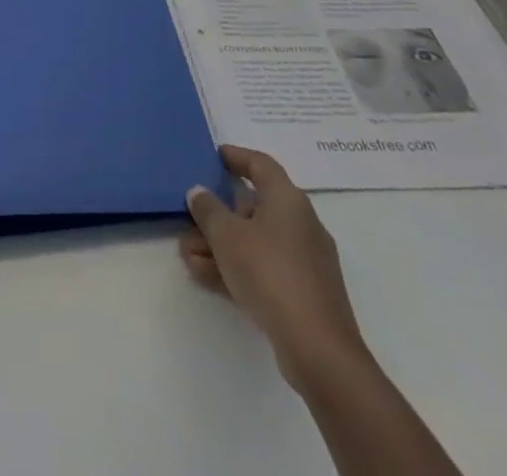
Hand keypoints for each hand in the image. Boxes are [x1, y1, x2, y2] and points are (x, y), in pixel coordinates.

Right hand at [180, 146, 369, 386]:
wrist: (318, 350)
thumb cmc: (269, 273)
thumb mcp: (226, 235)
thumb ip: (207, 209)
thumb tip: (199, 192)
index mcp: (288, 199)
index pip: (260, 165)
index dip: (236, 157)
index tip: (214, 156)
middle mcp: (301, 223)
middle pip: (254, 207)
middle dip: (217, 214)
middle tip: (189, 218)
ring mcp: (305, 261)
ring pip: (256, 241)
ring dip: (220, 245)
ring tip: (187, 254)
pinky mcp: (305, 293)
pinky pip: (264, 268)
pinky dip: (237, 267)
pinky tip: (205, 276)